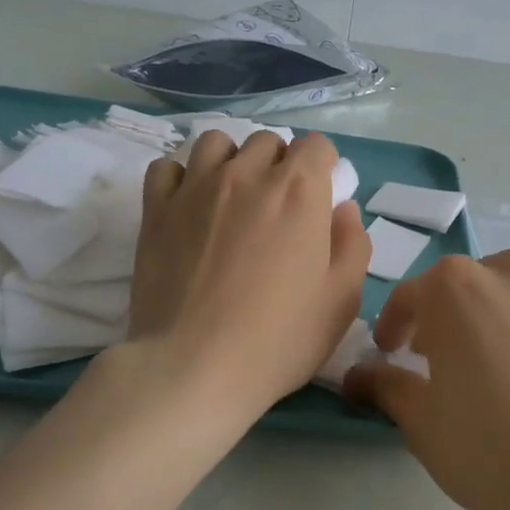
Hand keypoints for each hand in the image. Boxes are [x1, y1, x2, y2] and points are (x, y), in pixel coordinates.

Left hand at [128, 129, 369, 423]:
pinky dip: (181, 178)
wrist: (194, 368)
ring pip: (216, 143)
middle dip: (279, 164)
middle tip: (278, 208)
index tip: (320, 198)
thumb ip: (353, 243)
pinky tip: (189, 206)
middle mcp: (248, 174)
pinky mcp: (157, 209)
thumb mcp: (342, 299)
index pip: (317, 145)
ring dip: (231, 161)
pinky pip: (167, 167)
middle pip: (268, 142)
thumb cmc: (280, 338)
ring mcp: (197, 187)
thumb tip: (342, 209)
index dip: (323, 167)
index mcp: (299, 190)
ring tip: (232, 198)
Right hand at [344, 250, 509, 509]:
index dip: (392, 324)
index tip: (386, 354)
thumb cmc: (486, 448)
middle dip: (439, 311)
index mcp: (452, 291)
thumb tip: (356, 375)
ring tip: (484, 329)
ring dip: (492, 291)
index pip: (409, 296)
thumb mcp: (420, 421)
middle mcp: (503, 278)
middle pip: (460, 281)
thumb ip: (386, 387)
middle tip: (431, 355)